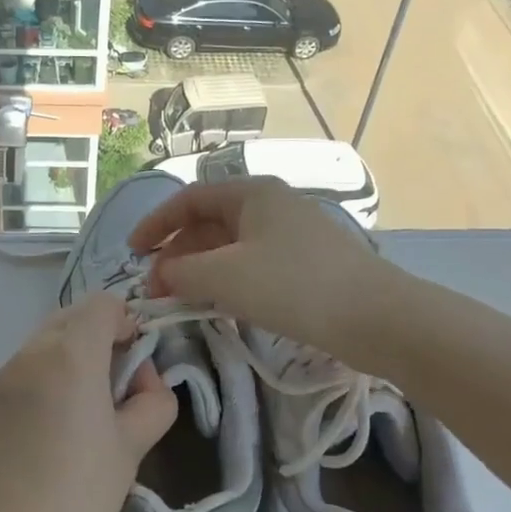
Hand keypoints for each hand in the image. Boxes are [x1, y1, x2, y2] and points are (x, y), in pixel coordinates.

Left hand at [0, 293, 175, 511]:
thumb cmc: (79, 499)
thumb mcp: (132, 449)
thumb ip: (152, 400)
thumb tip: (144, 381)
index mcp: (70, 355)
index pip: (102, 304)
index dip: (125, 324)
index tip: (132, 364)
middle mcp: (26, 354)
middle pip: (67, 321)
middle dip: (93, 342)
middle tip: (108, 392)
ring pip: (36, 351)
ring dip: (60, 367)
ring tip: (69, 422)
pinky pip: (9, 382)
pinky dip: (29, 392)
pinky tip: (32, 442)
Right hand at [128, 176, 396, 363]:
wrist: (377, 318)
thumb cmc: (294, 286)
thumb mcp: (225, 276)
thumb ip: (181, 271)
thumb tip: (161, 274)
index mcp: (251, 193)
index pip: (189, 199)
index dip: (155, 224)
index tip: (132, 253)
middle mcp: (271, 205)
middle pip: (209, 223)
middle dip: (177, 253)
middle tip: (156, 289)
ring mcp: (291, 234)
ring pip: (230, 246)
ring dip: (200, 270)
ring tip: (180, 300)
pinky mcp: (305, 264)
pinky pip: (251, 264)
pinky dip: (226, 280)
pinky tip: (218, 304)